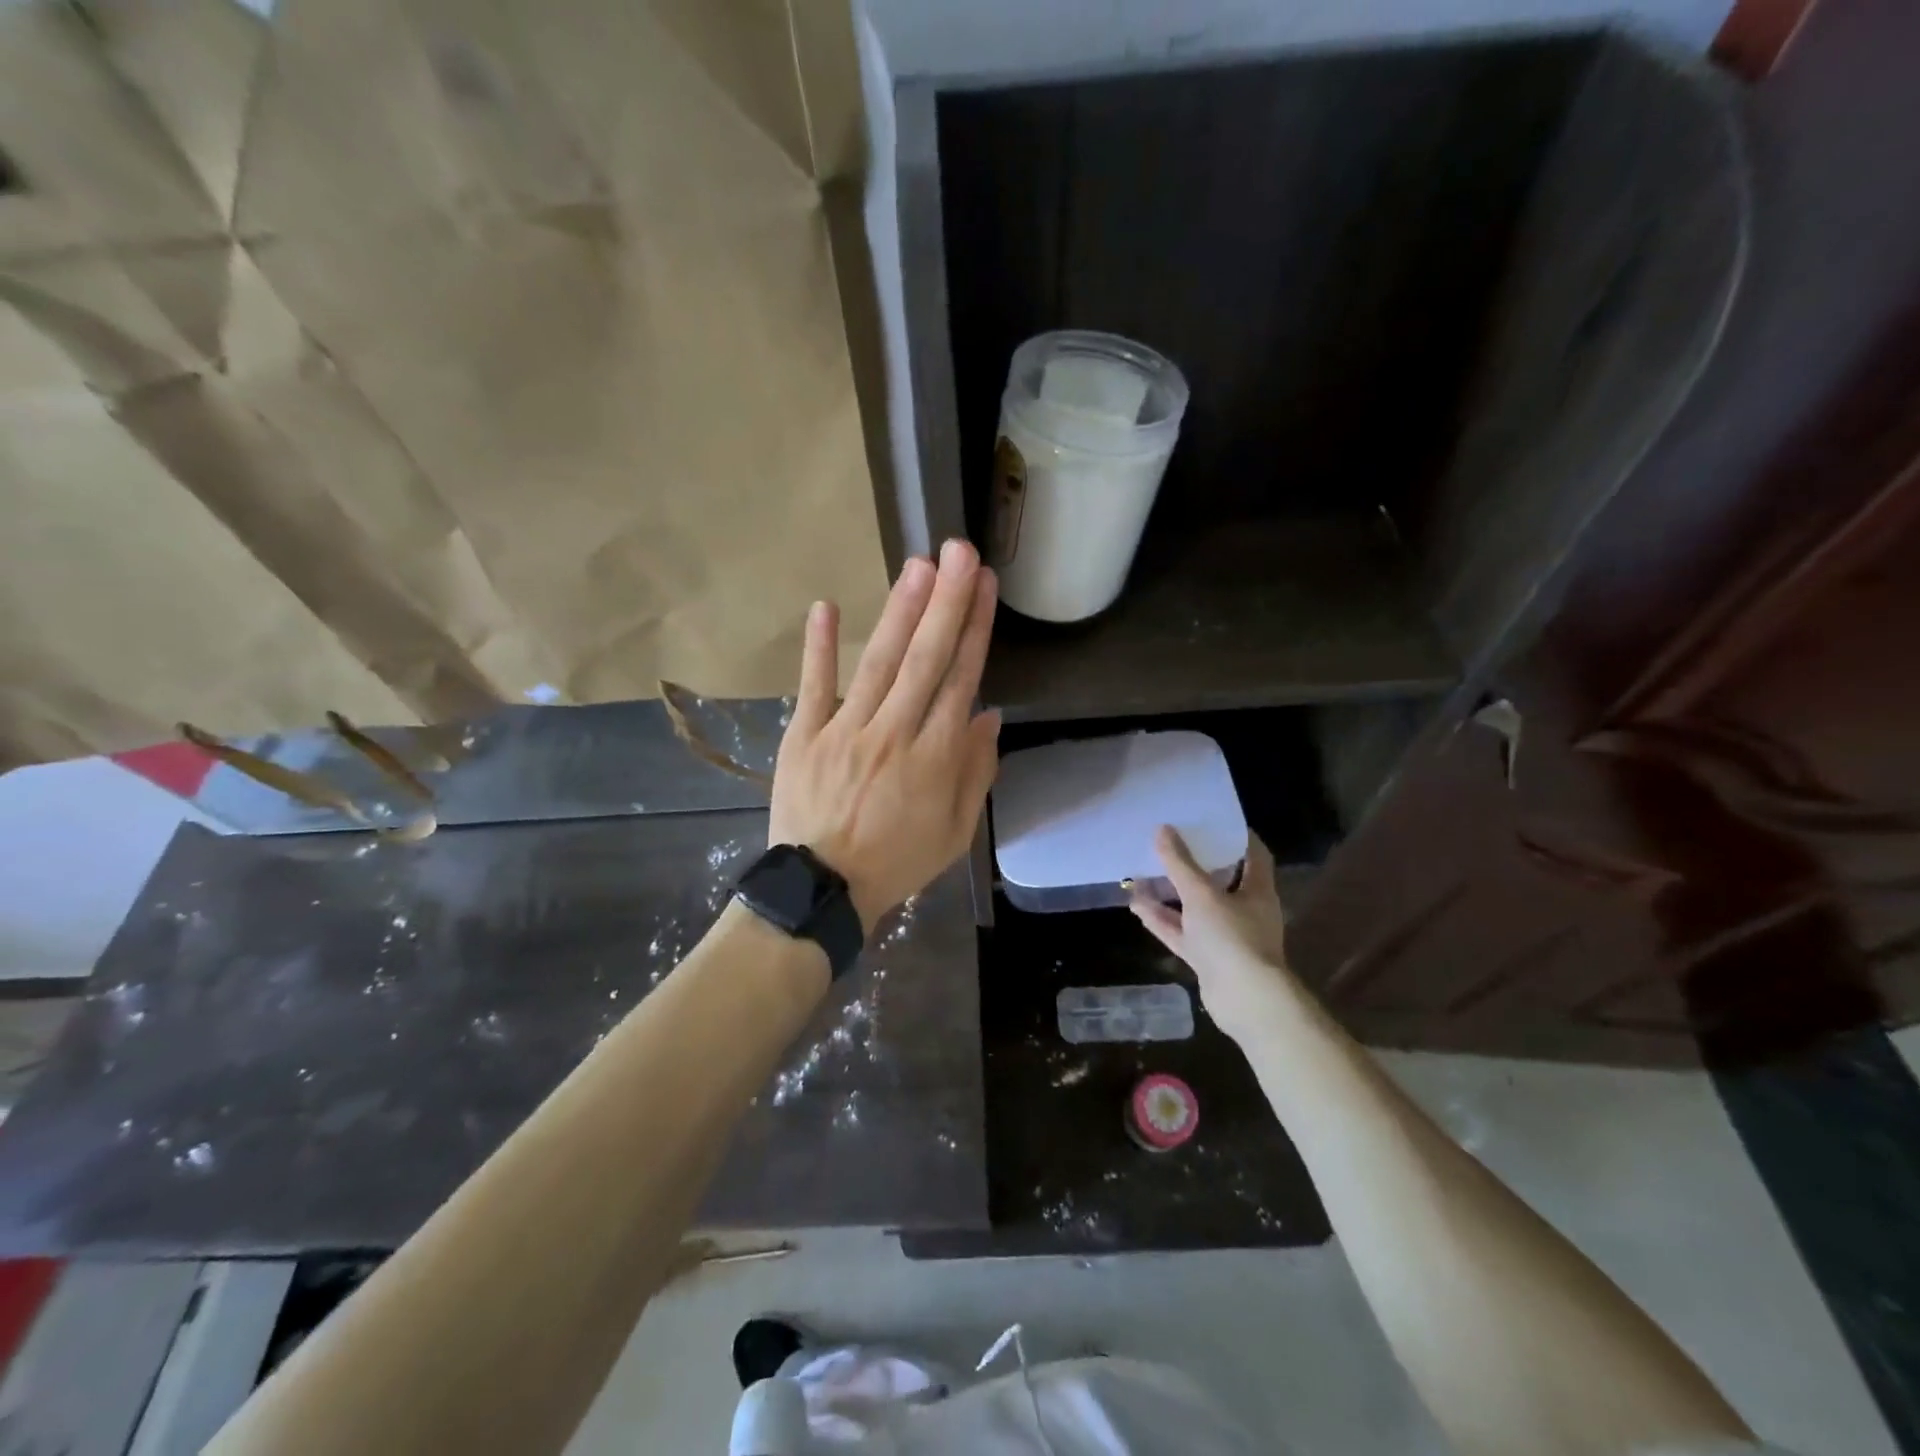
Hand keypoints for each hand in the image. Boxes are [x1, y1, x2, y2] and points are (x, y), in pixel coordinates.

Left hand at [768, 539, 1000, 930]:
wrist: (822, 890)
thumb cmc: (896, 862)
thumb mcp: (954, 833)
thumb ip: (975, 773)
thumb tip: (989, 716)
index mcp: (935, 758)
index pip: (961, 681)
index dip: (975, 631)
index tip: (985, 587)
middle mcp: (895, 734)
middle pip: (925, 659)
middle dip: (946, 602)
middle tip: (959, 550)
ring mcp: (846, 731)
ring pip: (878, 663)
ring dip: (899, 612)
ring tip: (917, 565)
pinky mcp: (804, 736)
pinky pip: (814, 687)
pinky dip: (819, 648)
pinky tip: (827, 606)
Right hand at [1131, 827, 1293, 1037]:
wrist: (1245, 1000)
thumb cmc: (1231, 937)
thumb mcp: (1201, 894)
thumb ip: (1180, 863)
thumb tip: (1162, 829)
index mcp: (1256, 891)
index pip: (1253, 855)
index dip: (1236, 836)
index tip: (1213, 820)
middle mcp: (1244, 911)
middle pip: (1220, 881)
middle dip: (1195, 864)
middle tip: (1171, 842)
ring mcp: (1225, 937)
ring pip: (1195, 908)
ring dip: (1172, 893)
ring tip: (1145, 872)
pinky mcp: (1207, 958)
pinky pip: (1182, 932)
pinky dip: (1162, 919)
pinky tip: (1137, 905)